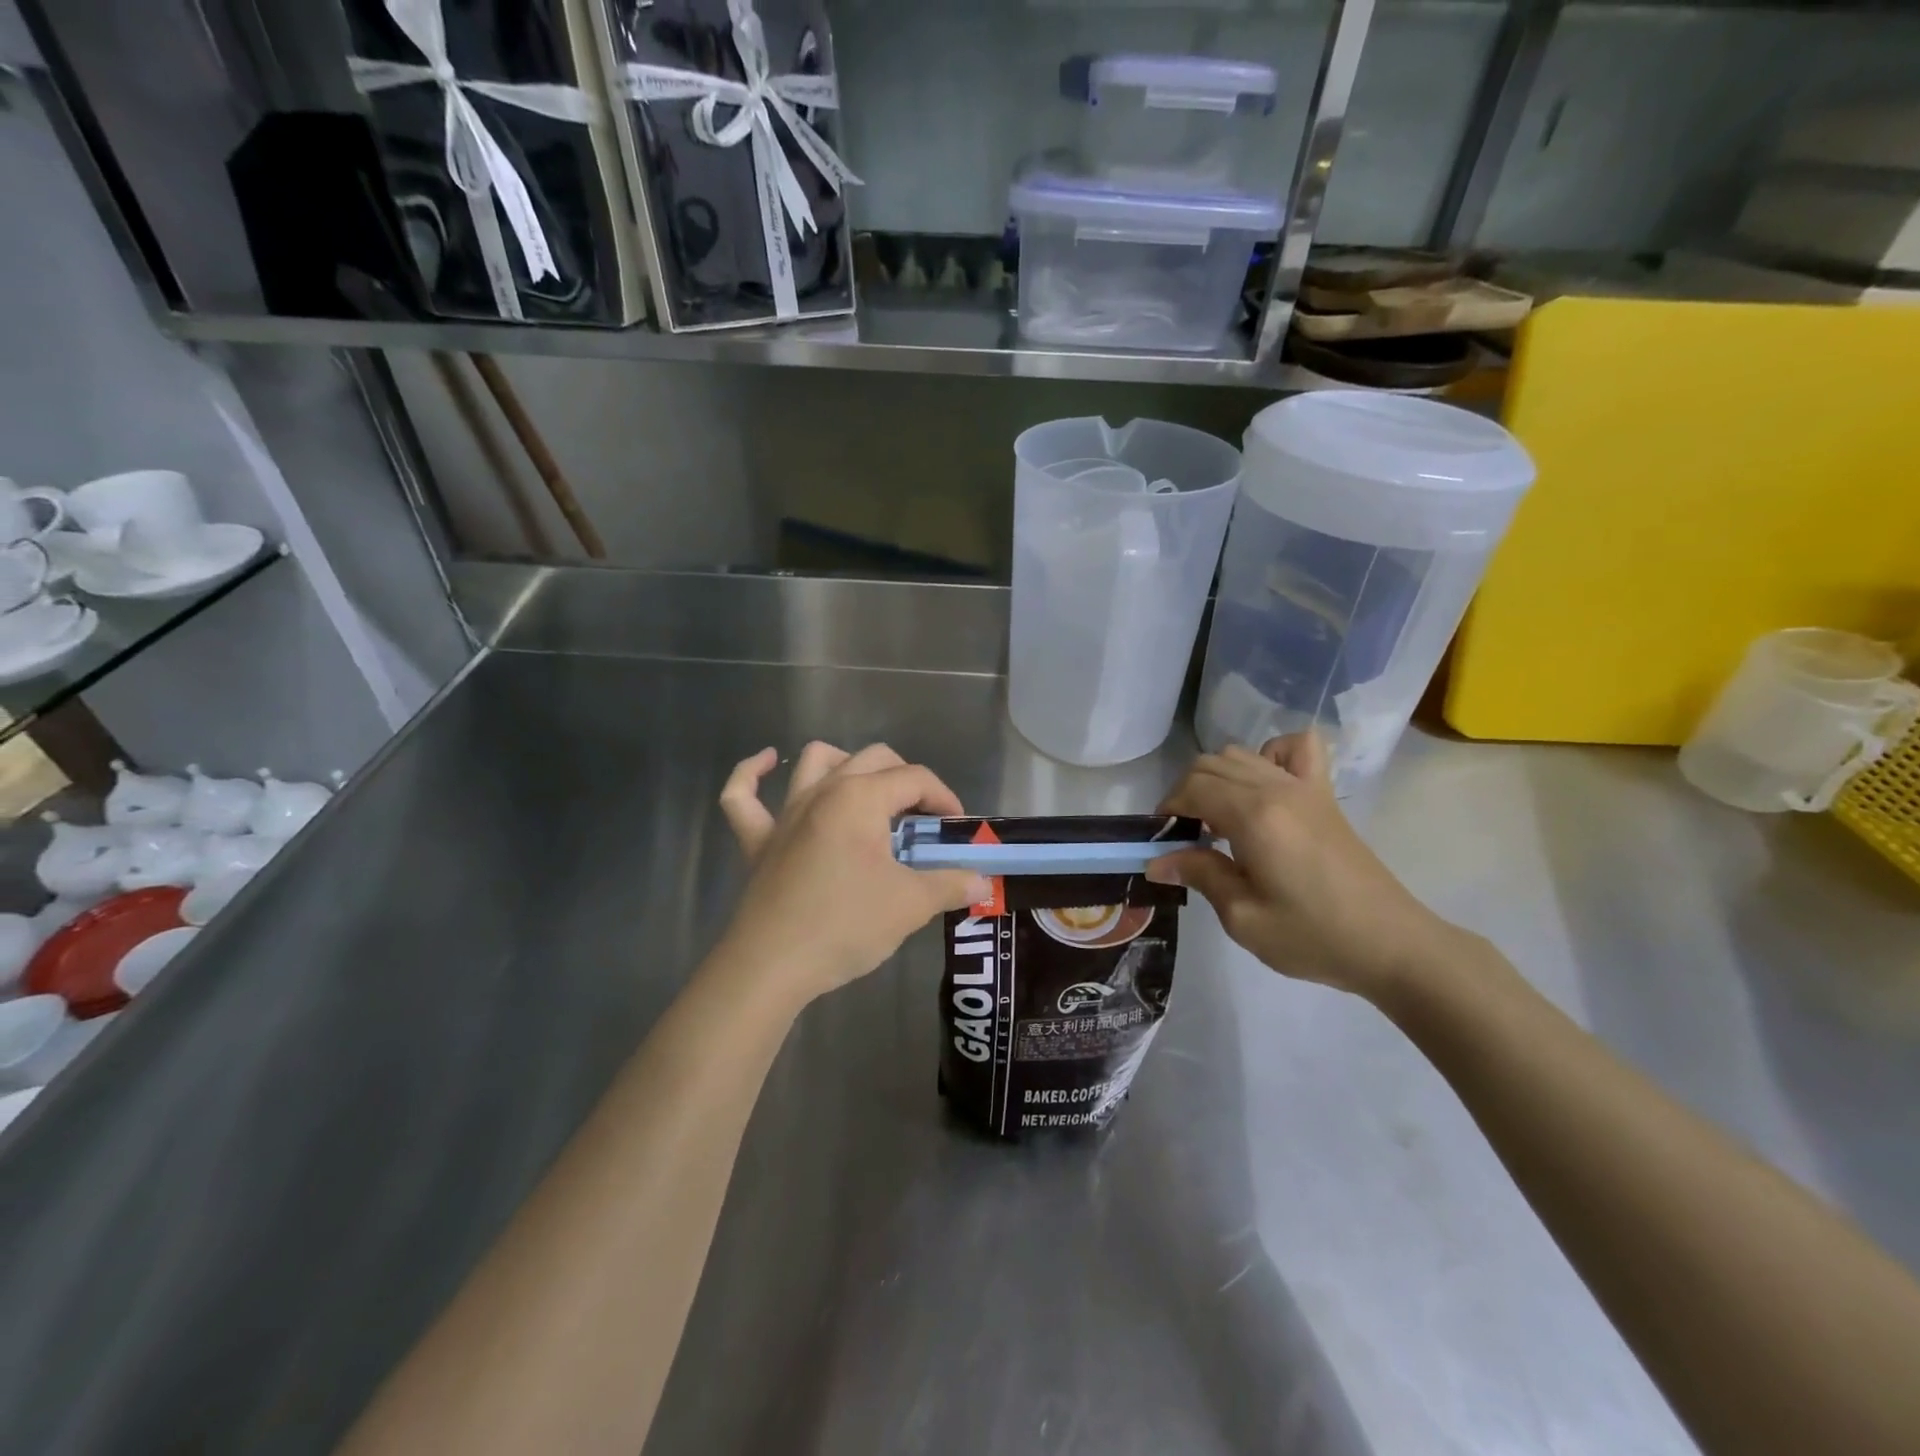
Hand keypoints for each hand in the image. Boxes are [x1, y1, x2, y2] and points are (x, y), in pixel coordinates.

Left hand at [716, 742, 988, 1004]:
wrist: (772, 966)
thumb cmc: (846, 926)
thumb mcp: (910, 905)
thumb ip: (951, 885)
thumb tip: (983, 882)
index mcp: (860, 798)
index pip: (915, 778)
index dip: (944, 798)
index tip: (957, 829)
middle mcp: (822, 791)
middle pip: (873, 759)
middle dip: (906, 779)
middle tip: (922, 819)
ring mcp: (785, 813)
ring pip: (814, 762)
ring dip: (844, 764)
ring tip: (865, 789)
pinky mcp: (757, 840)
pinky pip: (742, 796)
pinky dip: (751, 774)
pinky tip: (765, 762)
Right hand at [1148, 733, 1463, 1001]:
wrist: (1391, 944)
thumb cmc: (1313, 936)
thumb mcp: (1243, 917)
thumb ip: (1200, 875)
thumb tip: (1158, 859)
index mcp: (1254, 817)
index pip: (1192, 788)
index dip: (1169, 809)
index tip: (1163, 841)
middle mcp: (1276, 788)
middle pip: (1211, 764)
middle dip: (1186, 793)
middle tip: (1185, 835)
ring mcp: (1305, 786)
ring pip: (1242, 754)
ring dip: (1217, 777)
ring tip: (1218, 819)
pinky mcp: (1324, 795)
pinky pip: (1295, 748)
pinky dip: (1270, 754)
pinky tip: (1264, 786)